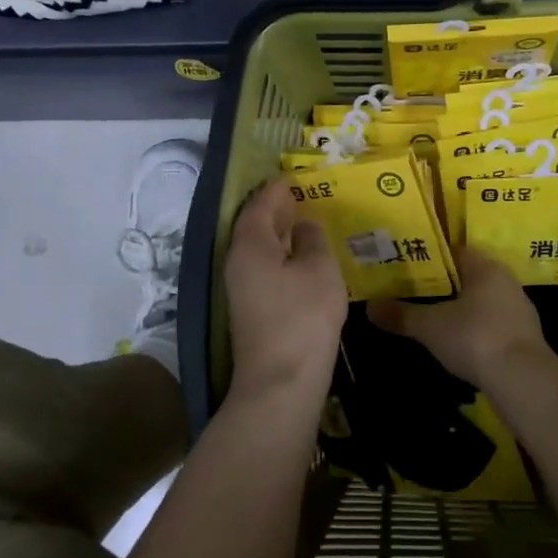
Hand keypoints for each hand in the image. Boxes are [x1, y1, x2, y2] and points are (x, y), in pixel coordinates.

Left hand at [223, 179, 346, 406]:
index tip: (296, 175)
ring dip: (281, 234)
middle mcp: (238, 261)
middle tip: (305, 195)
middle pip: (255, 225)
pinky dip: (282, 256)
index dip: (278, 188)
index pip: (260, 203)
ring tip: (308, 223)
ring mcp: (241, 288)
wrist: (281, 383)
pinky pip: (265, 268)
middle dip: (278, 209)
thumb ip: (312, 239)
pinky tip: (304, 260)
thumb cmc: (303, 317)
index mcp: (250, 244)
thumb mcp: (318, 269)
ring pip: (260, 249)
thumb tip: (304, 224)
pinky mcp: (251, 309)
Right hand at [367, 246, 550, 389]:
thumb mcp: (430, 326)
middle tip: (415, 292)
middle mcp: (506, 282)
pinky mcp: (525, 337)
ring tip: (433, 317)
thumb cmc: (475, 338)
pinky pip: (493, 324)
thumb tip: (370, 307)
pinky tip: (460, 342)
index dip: (431, 258)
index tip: (409, 265)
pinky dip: (476, 329)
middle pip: (470, 276)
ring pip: (483, 301)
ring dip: (462, 308)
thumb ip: (401, 315)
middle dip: (445, 284)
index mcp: (486, 268)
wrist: (523, 380)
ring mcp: (519, 310)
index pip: (456, 251)